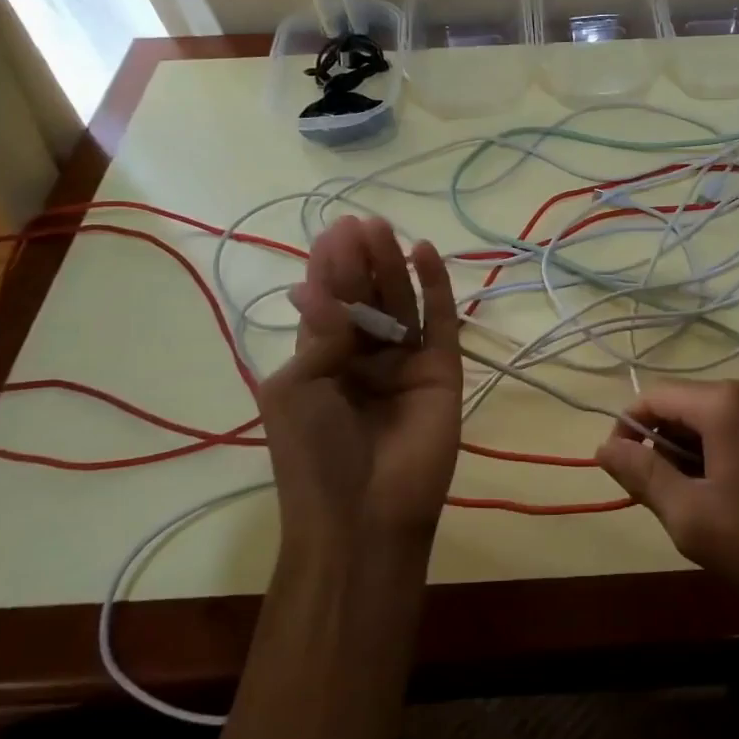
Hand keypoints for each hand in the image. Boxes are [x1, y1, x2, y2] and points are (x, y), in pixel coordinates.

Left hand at [261, 216, 462, 557]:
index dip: (330, 267)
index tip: (334, 232)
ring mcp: (406, 362)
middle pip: (367, 296)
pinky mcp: (443, 369)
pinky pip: (440, 321)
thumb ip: (319, 333)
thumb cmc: (314, 455)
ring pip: (401, 303)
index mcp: (323, 361)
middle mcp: (365, 356)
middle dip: (361, 260)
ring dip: (393, 266)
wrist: (365, 515)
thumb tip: (318, 287)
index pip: (329, 302)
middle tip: (362, 224)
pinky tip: (425, 254)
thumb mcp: (296, 388)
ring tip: (385, 230)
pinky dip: (435, 287)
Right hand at [594, 378, 738, 622]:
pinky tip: (730, 490)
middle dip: (663, 445)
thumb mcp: (691, 516)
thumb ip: (642, 475)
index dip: (628, 430)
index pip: (653, 397)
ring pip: (710, 415)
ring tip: (699, 500)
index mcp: (725, 401)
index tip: (621, 472)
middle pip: (683, 405)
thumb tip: (604, 446)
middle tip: (664, 498)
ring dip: (691, 450)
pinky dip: (721, 448)